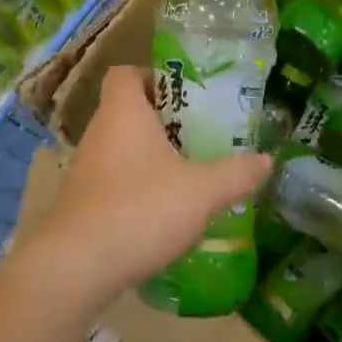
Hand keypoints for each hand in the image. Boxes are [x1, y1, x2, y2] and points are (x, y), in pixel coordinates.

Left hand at [23, 66, 271, 304]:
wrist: (76, 268)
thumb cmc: (140, 210)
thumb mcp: (202, 191)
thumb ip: (236, 173)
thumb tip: (265, 160)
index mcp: (123, 113)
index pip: (126, 74)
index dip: (154, 77)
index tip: (187, 97)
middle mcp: (99, 134)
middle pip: (130, 113)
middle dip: (166, 123)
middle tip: (203, 137)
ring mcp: (86, 171)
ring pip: (124, 151)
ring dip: (154, 159)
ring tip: (192, 177)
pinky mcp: (83, 205)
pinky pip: (116, 183)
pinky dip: (140, 190)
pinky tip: (166, 215)